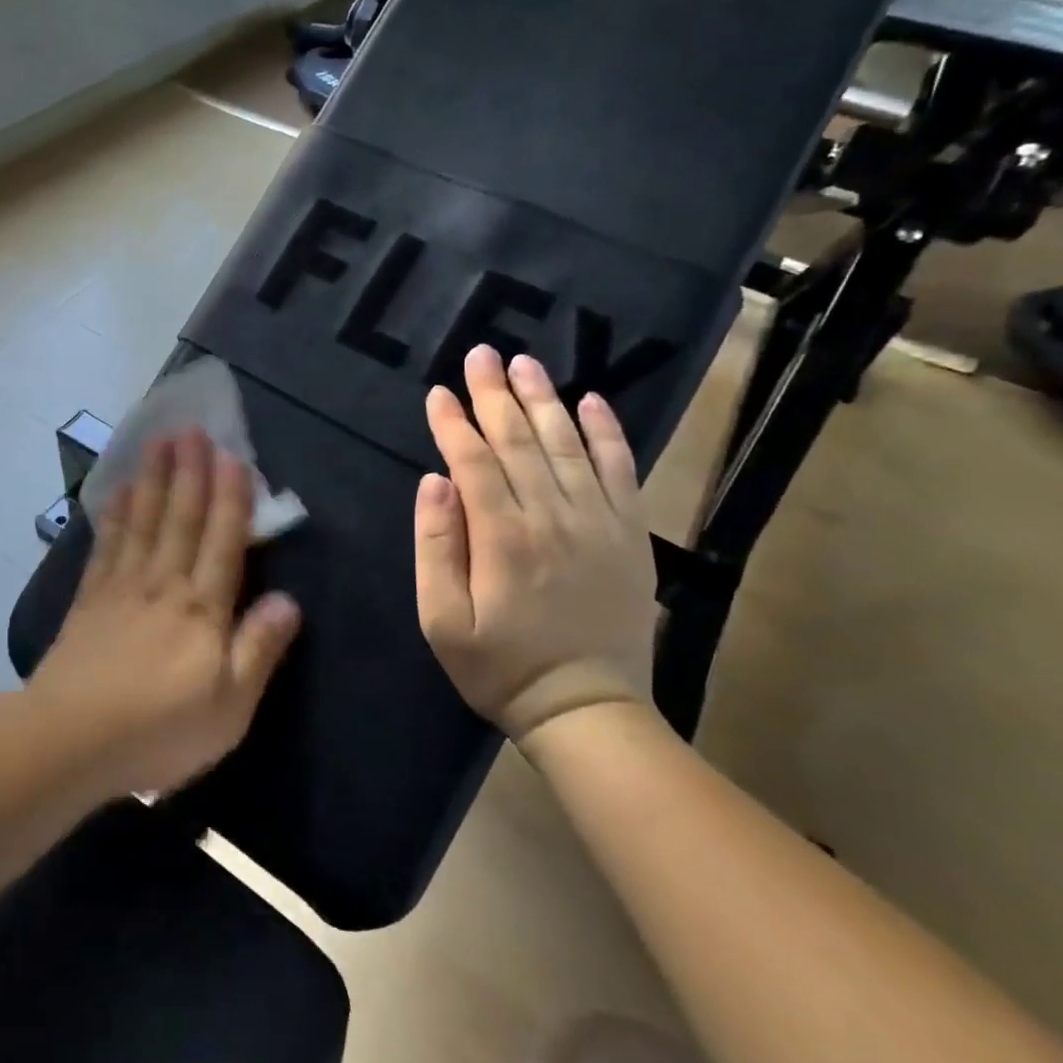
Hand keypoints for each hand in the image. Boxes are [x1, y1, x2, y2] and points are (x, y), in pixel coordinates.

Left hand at [28, 429, 301, 798]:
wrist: (70, 741)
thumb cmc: (159, 730)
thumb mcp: (229, 707)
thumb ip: (259, 650)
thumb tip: (288, 600)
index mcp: (203, 609)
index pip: (223, 542)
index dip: (230, 498)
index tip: (232, 455)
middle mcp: (164, 585)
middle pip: (181, 519)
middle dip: (190, 472)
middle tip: (192, 429)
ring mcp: (122, 588)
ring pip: (145, 521)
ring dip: (155, 479)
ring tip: (159, 442)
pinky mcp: (89, 600)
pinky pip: (108, 545)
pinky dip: (117, 514)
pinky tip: (121, 492)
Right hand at [415, 345, 657, 742]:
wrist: (588, 709)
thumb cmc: (500, 668)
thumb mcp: (442, 621)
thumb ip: (435, 548)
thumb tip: (434, 482)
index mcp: (502, 536)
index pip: (473, 461)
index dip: (453, 423)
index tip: (437, 392)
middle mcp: (552, 516)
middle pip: (519, 441)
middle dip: (494, 394)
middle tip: (480, 353)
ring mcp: (597, 522)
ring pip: (567, 444)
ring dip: (543, 400)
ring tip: (525, 363)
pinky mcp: (629, 534)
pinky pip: (620, 470)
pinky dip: (607, 432)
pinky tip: (591, 401)